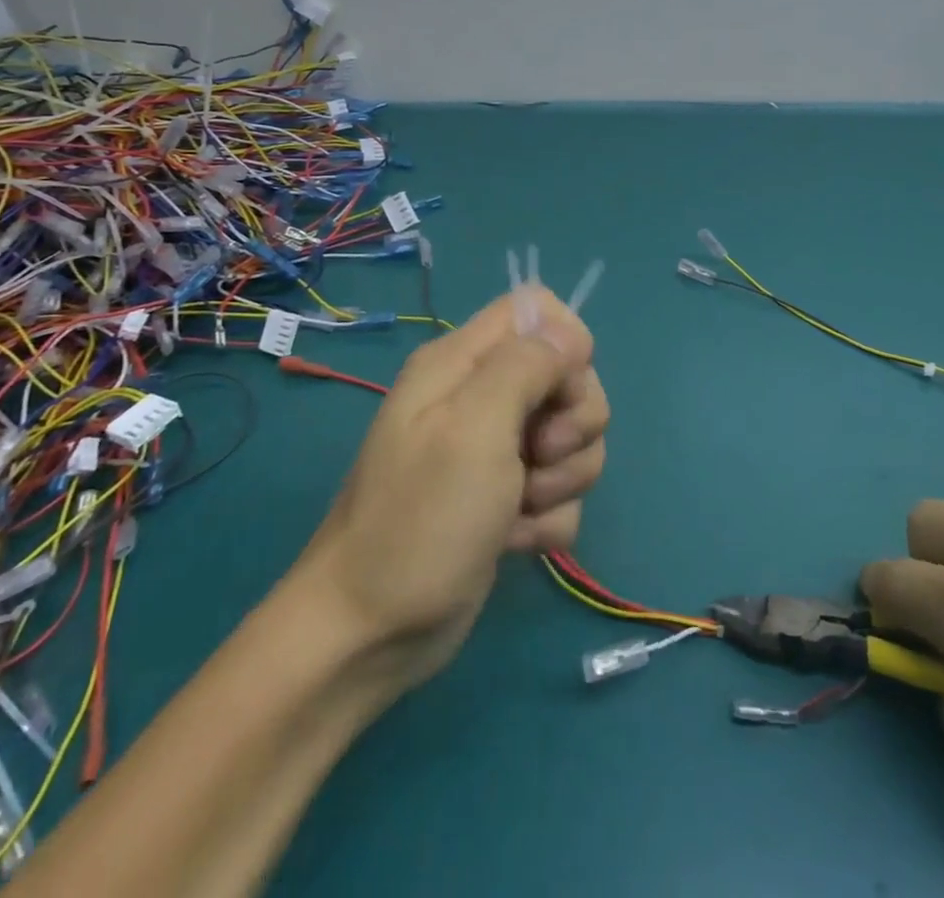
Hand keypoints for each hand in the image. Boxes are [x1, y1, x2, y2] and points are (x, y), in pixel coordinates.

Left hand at [296, 285, 605, 694]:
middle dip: (573, 423)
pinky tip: (513, 541)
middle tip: (537, 456)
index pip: (537, 309)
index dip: (565, 344)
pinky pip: (561, 492)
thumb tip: (570, 334)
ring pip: (574, 439)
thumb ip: (525, 365)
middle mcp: (482, 397)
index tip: (561, 391)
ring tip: (519, 509)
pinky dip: (548, 519)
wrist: (370, 633)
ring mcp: (497, 451)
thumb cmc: (419, 519)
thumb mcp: (474, 428)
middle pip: (568, 377)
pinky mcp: (508, 500)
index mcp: (463, 362)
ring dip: (563, 479)